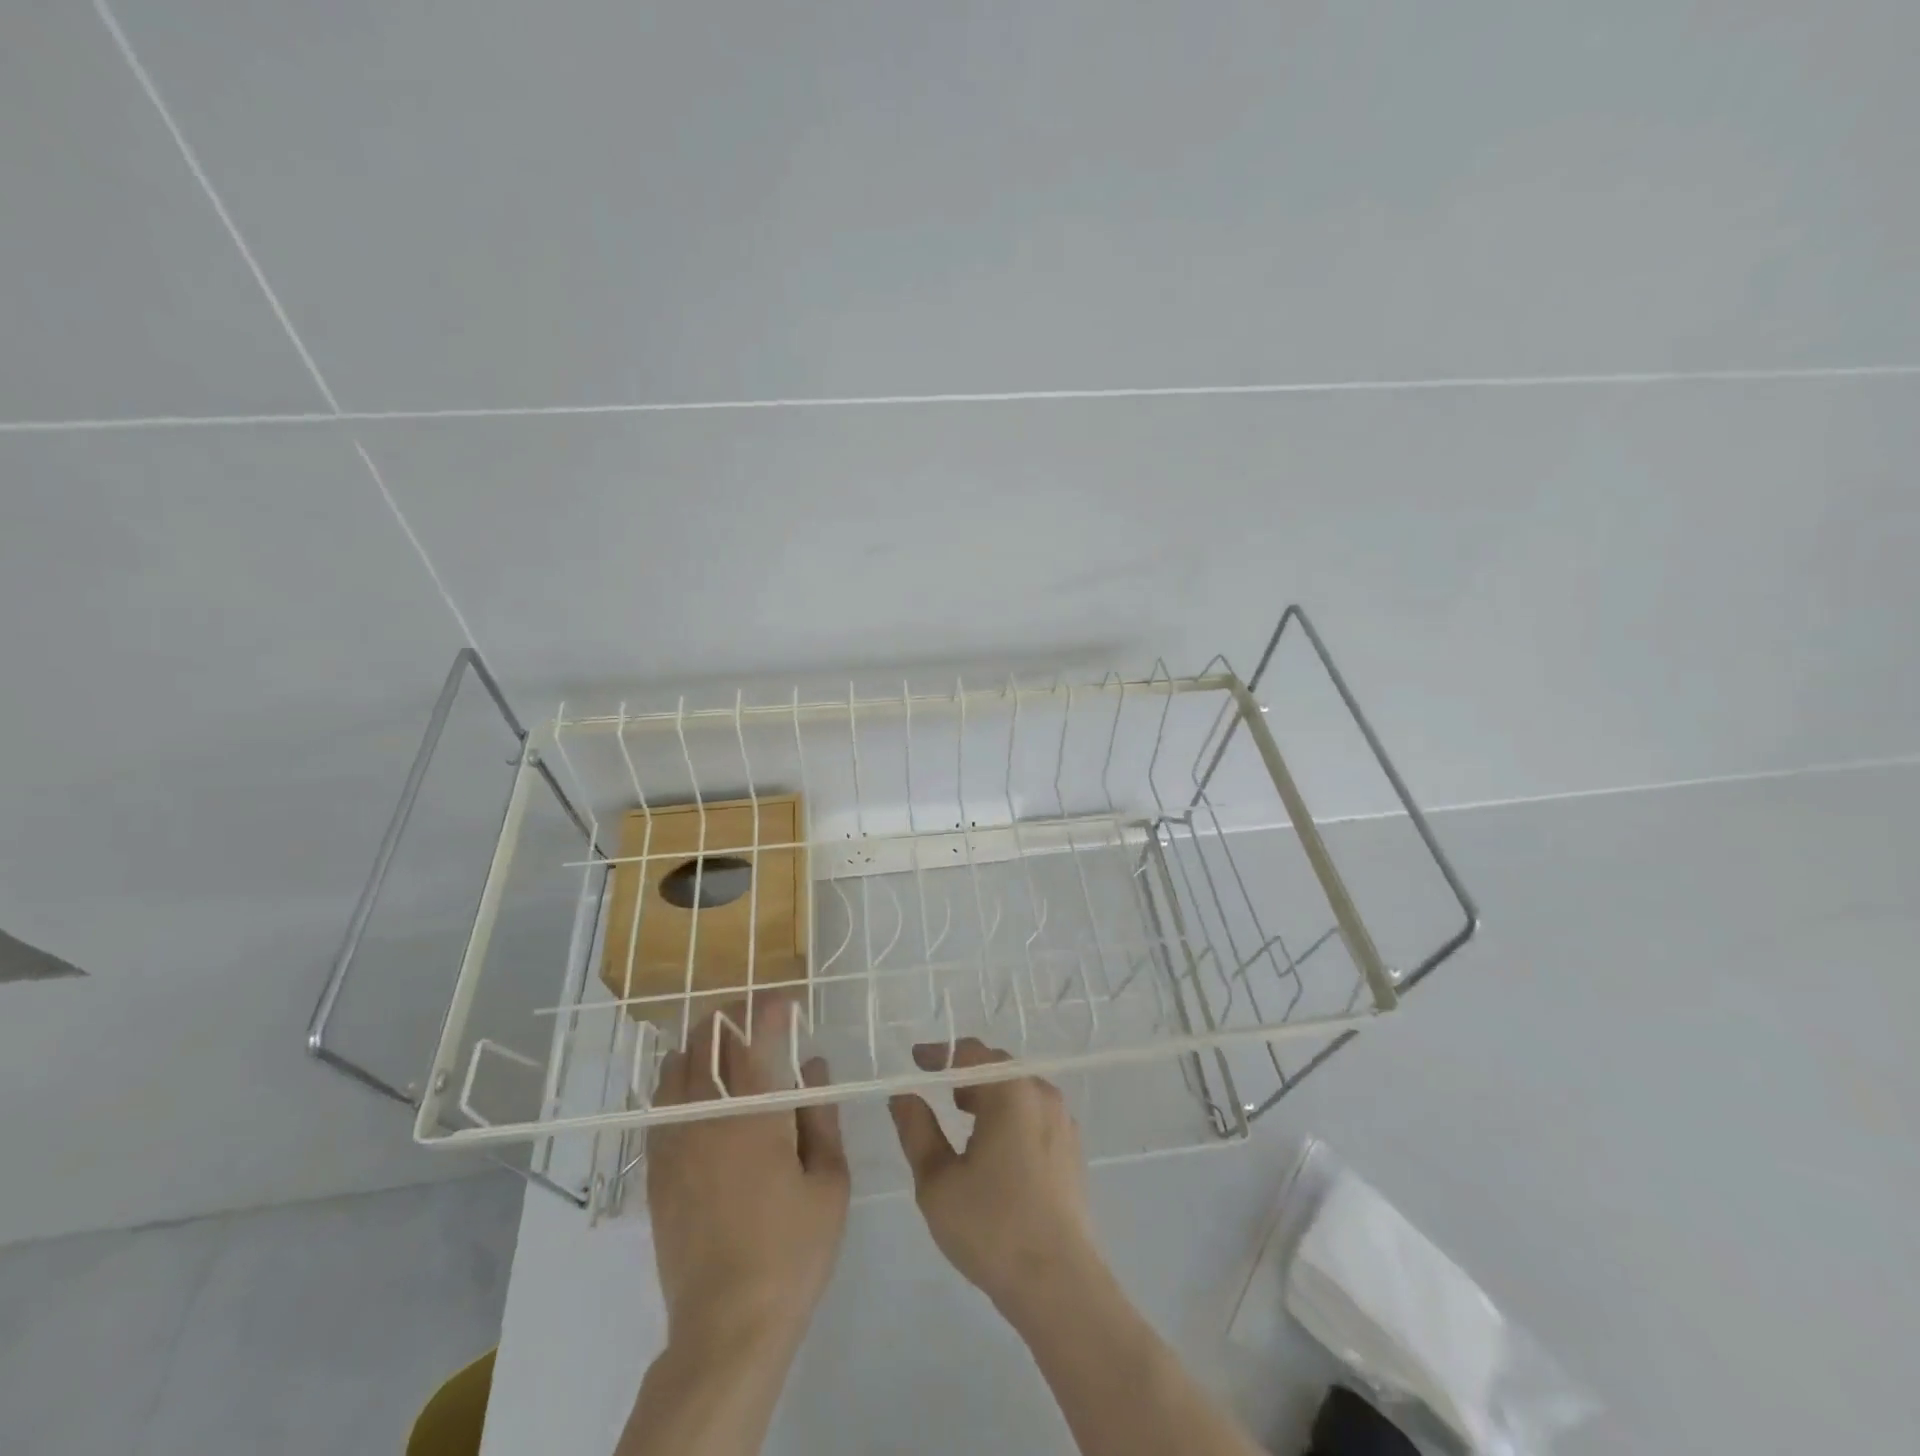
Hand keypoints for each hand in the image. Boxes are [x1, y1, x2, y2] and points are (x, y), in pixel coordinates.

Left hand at [647, 996, 849, 1354]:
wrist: (727, 1324)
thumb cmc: (792, 1250)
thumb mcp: (829, 1182)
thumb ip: (821, 1117)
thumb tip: (814, 1066)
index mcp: (755, 1114)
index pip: (757, 1037)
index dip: (770, 1007)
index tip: (786, 999)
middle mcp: (708, 1116)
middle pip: (707, 1042)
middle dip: (730, 1015)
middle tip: (753, 1012)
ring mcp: (675, 1142)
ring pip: (675, 1068)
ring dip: (698, 1044)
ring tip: (719, 1041)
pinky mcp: (657, 1171)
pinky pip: (658, 1106)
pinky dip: (674, 1081)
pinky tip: (688, 1087)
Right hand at [888, 1038, 1100, 1320]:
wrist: (1060, 1285)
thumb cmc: (991, 1227)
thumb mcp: (937, 1181)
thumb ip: (916, 1130)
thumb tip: (903, 1095)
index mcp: (1011, 1091)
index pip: (970, 1052)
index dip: (940, 1054)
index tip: (915, 1061)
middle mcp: (1042, 1094)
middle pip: (998, 1068)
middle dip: (964, 1072)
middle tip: (935, 1087)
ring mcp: (1063, 1121)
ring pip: (1018, 1091)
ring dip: (988, 1094)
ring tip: (959, 1114)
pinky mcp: (1072, 1148)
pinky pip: (1034, 1114)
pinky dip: (1009, 1115)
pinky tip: (992, 1145)